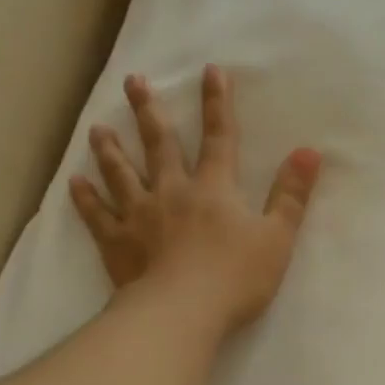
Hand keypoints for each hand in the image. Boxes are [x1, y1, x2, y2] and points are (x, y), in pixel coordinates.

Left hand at [70, 66, 320, 333]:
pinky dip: (86, 198)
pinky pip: (97, 215)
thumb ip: (292, 195)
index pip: (218, 138)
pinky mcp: (117, 244)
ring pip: (122, 174)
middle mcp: (172, 193)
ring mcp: (139, 216)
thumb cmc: (235, 278)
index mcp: (213, 189)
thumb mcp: (277, 238)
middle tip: (133, 81)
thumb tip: (309, 151)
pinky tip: (75, 182)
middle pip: (159, 145)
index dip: (217, 103)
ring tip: (97, 128)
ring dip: (111, 149)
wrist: (181, 313)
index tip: (210, 70)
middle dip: (148, 111)